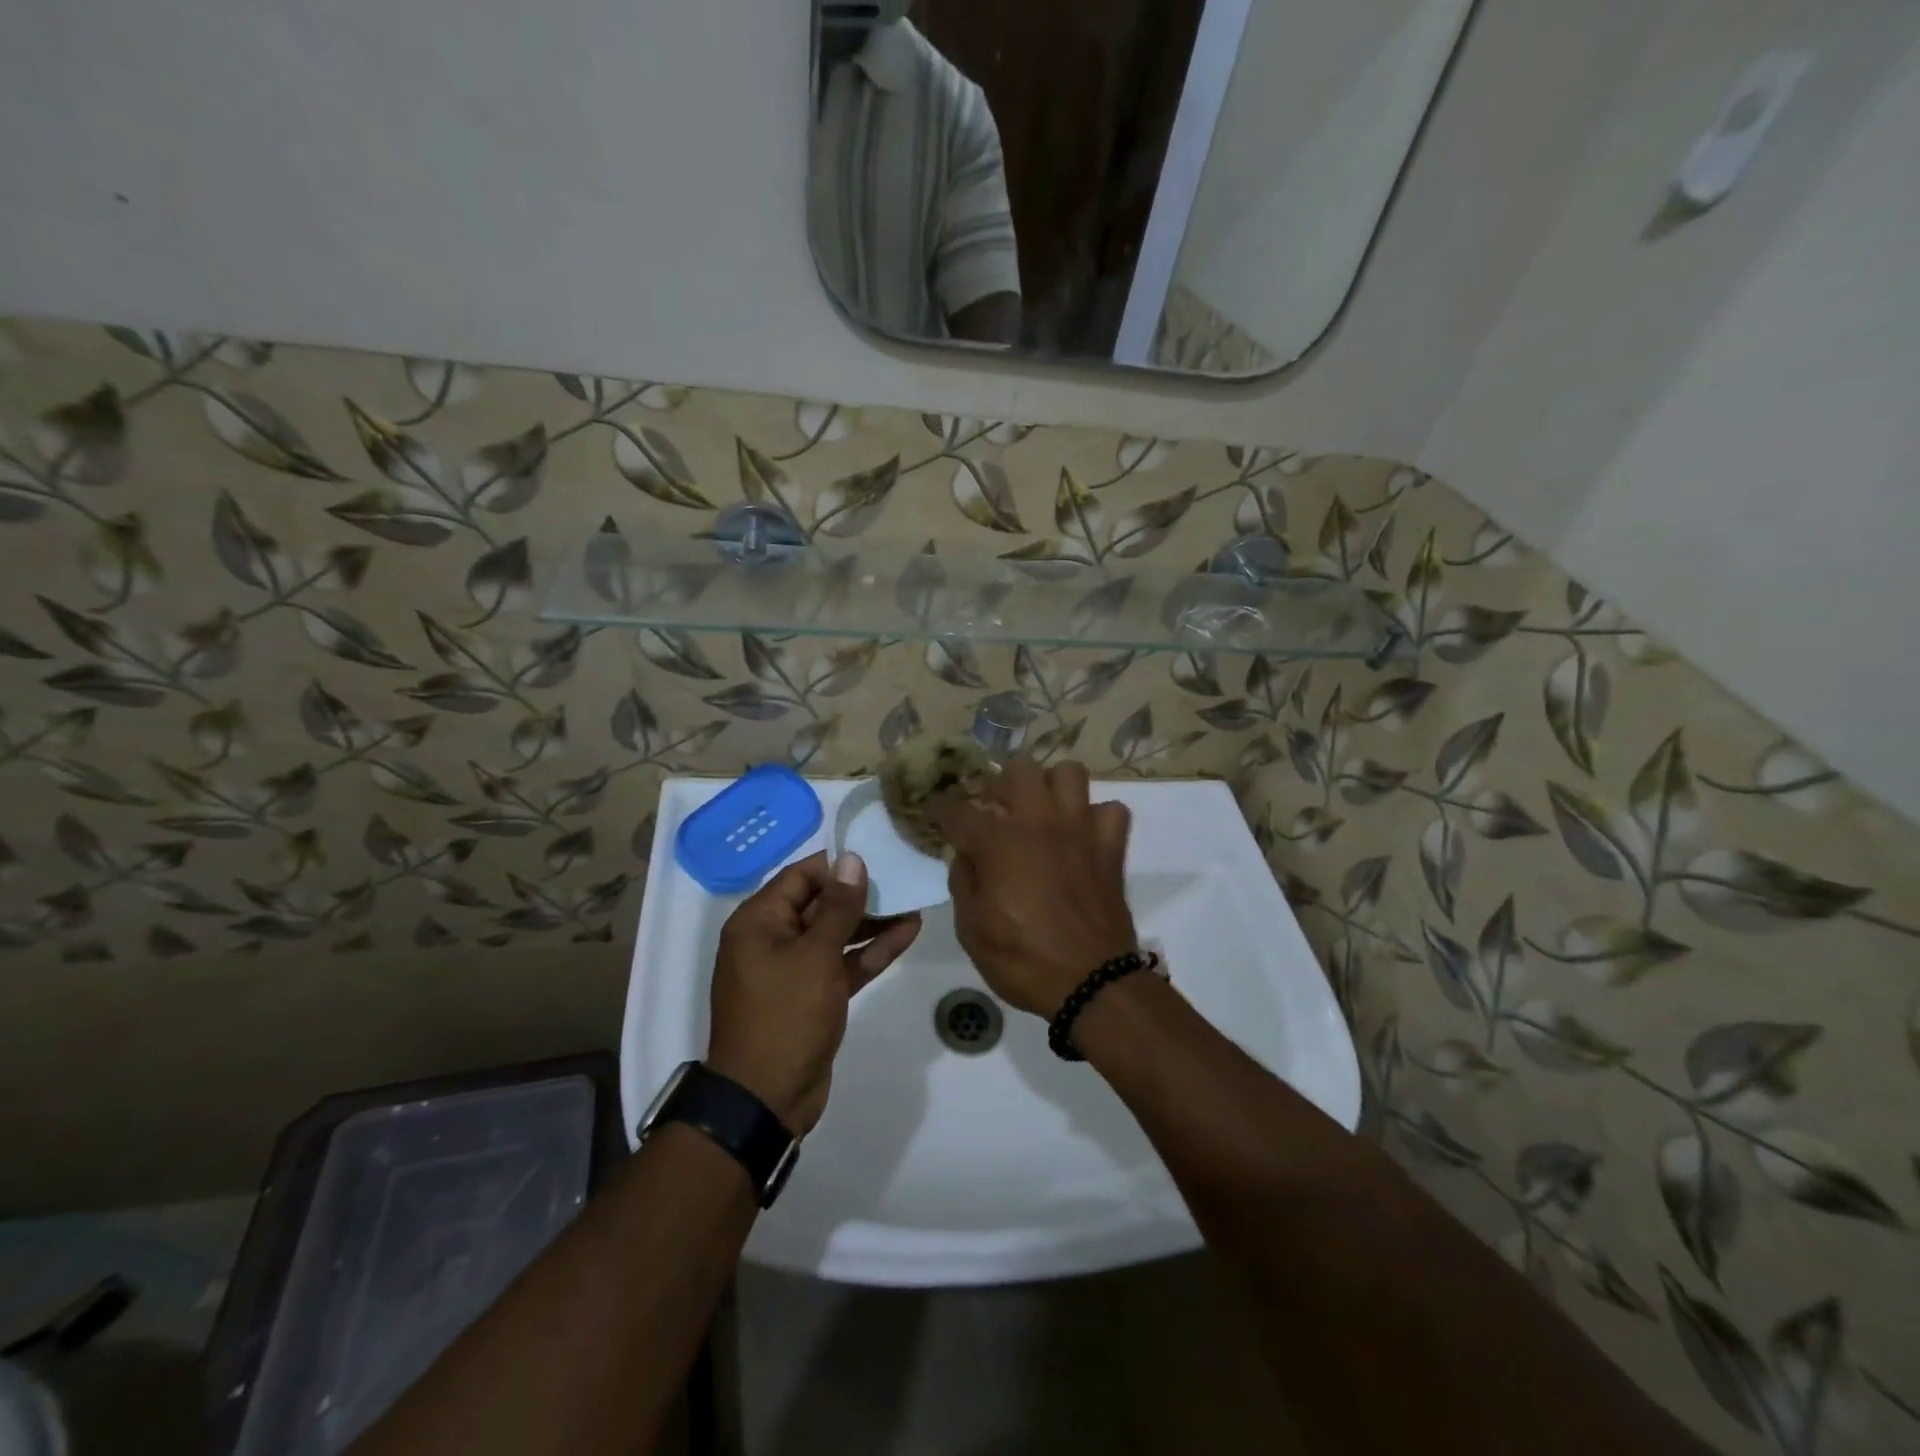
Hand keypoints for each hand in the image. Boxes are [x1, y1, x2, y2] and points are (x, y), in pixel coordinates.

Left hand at [706, 851, 920, 1134]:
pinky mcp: (814, 995)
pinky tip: (907, 933)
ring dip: (872, 921)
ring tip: (913, 902)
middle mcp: (773, 939)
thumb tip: (851, 859)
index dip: (838, 865)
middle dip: (861, 893)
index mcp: (758, 922)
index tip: (877, 855)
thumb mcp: (815, 955)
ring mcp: (795, 969)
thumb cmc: (785, 1015)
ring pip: (836, 934)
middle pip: (820, 903)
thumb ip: (838, 907)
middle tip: (902, 878)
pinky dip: (870, 951)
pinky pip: (843, 963)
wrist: (767, 1099)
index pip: (801, 876)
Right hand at [929, 757, 1135, 1018]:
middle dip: (999, 783)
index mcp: (998, 842)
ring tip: (1040, 810)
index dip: (939, 805)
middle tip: (993, 807)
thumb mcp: (971, 930)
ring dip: (1050, 786)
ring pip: (1068, 773)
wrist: (1092, 983)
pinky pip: (1109, 810)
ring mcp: (1079, 829)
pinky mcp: (1110, 846)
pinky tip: (1082, 835)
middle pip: (1018, 770)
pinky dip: (1094, 817)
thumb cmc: (1023, 960)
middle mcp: (1039, 822)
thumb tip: (966, 855)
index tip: (932, 806)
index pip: (958, 809)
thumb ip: (963, 882)